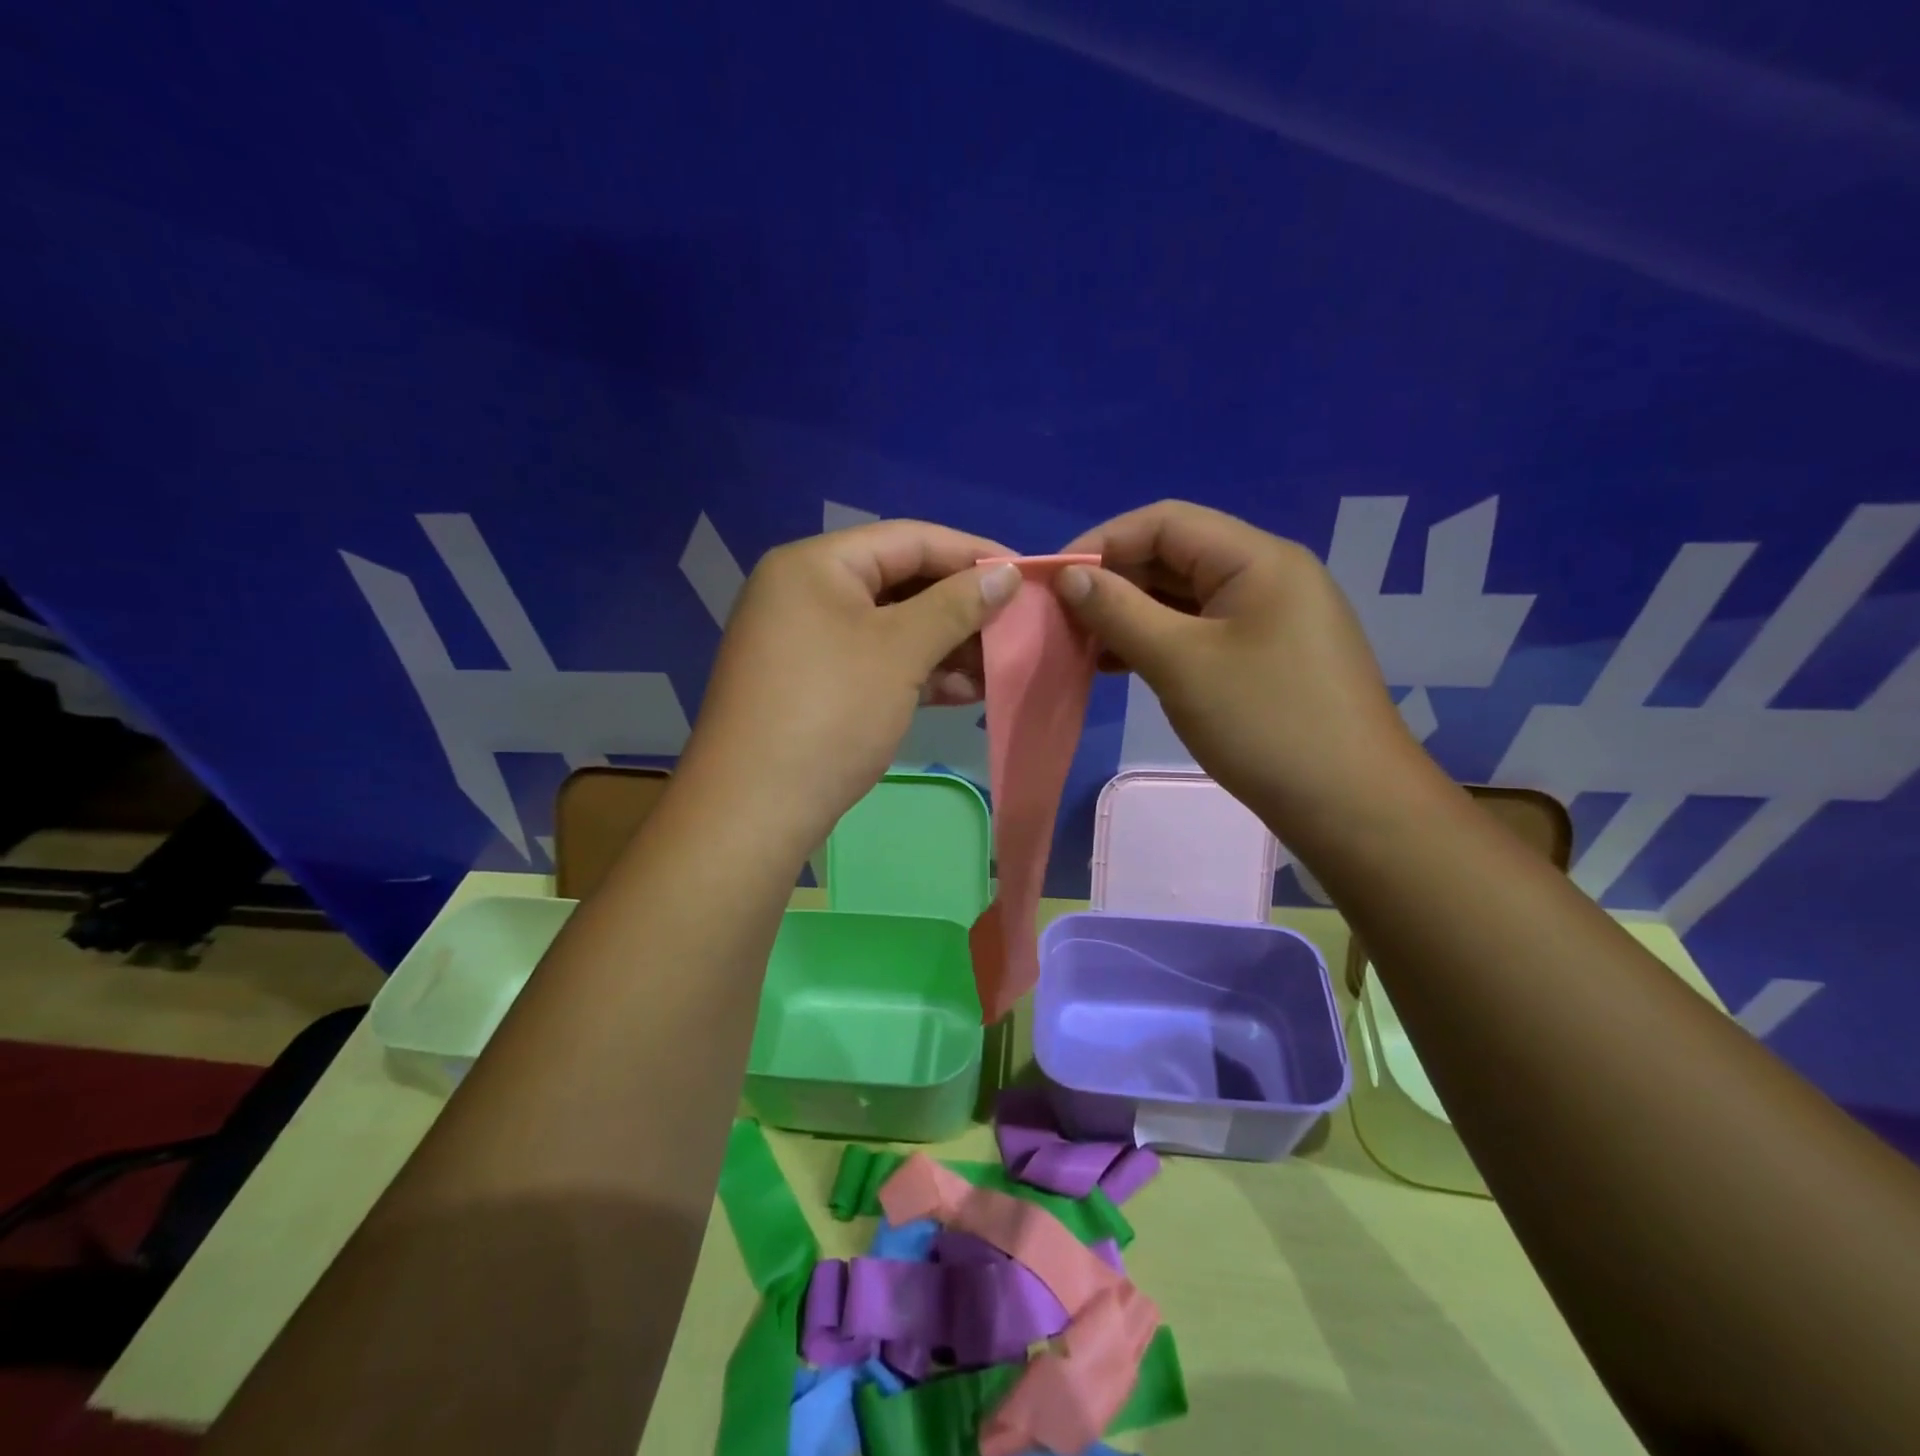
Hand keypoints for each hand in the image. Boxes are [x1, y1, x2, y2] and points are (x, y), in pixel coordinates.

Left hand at [678, 519, 1020, 859]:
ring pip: (891, 627)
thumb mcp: (900, 652)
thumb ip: (957, 606)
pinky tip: (964, 693)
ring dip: (946, 644)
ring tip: (997, 666)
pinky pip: (875, 662)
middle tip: (1015, 625)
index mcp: (815, 564)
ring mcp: (806, 641)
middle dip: (961, 606)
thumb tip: (1008, 574)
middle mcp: (805, 592)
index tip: (1027, 574)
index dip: (972, 553)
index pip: (909, 538)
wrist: (753, 811)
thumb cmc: (831, 714)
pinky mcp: (814, 685)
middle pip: (900, 581)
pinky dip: (918, 673)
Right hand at [1055, 500, 1427, 831]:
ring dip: (1131, 613)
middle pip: (1175, 555)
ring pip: (1185, 596)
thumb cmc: (1265, 724)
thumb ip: (1119, 612)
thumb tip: (1068, 576)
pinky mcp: (1266, 654)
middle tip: (1063, 616)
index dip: (1103, 541)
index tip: (1053, 578)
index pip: (1165, 522)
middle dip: (1115, 579)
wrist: (1351, 805)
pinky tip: (1120, 665)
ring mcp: (1270, 616)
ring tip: (1083, 643)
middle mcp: (1267, 574)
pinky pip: (1200, 630)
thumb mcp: (1181, 663)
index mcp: (1257, 558)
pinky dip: (1158, 639)